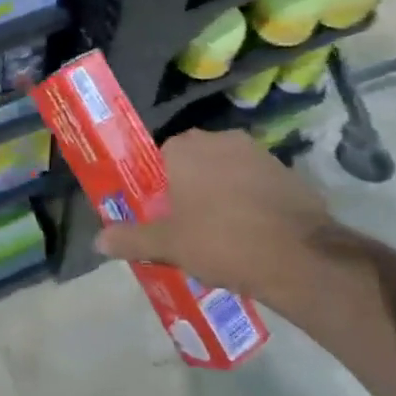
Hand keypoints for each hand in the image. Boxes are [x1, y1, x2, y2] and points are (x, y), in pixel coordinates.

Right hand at [95, 130, 338, 323]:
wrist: (297, 256)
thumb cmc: (220, 241)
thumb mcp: (168, 245)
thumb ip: (131, 239)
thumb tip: (97, 241)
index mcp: (185, 148)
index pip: (161, 159)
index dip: (160, 188)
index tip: (163, 216)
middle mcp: (220, 139)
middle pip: (195, 162)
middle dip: (191, 188)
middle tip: (189, 227)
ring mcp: (258, 153)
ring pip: (227, 171)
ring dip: (222, 193)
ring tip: (222, 234)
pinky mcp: (287, 171)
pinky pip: (257, 184)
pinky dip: (251, 201)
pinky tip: (252, 233)